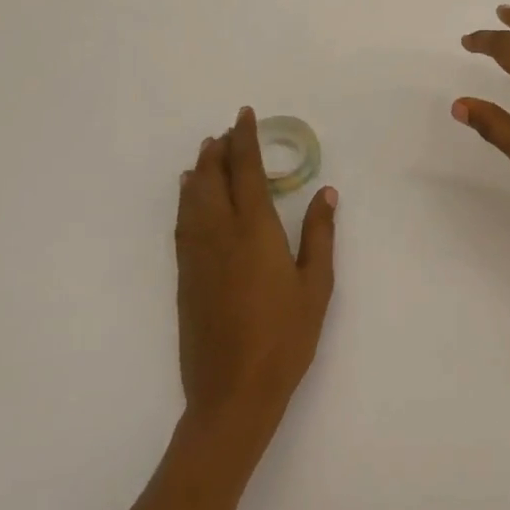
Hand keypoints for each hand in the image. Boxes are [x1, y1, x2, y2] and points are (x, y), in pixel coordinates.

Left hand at [175, 109, 337, 443]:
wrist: (232, 394)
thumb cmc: (284, 338)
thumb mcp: (315, 286)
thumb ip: (319, 235)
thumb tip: (326, 192)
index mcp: (254, 231)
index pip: (245, 171)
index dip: (244, 140)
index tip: (244, 116)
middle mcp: (219, 234)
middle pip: (212, 179)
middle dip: (219, 150)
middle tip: (226, 131)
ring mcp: (197, 256)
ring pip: (192, 199)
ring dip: (199, 171)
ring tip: (206, 153)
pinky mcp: (184, 278)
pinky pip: (182, 224)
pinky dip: (186, 200)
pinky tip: (189, 198)